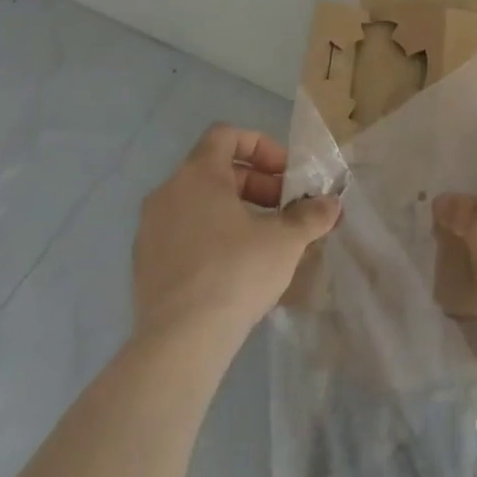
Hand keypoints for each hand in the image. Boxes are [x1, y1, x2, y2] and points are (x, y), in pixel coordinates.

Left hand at [132, 124, 340, 341]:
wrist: (179, 342)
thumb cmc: (236, 271)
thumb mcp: (286, 240)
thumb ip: (311, 215)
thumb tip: (332, 205)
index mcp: (198, 174)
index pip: (226, 135)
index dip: (261, 147)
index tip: (285, 174)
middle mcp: (167, 193)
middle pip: (215, 170)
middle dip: (256, 184)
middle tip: (284, 209)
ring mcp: (150, 230)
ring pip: (199, 203)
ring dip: (235, 211)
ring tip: (264, 240)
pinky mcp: (144, 265)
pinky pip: (183, 233)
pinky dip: (211, 236)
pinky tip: (236, 268)